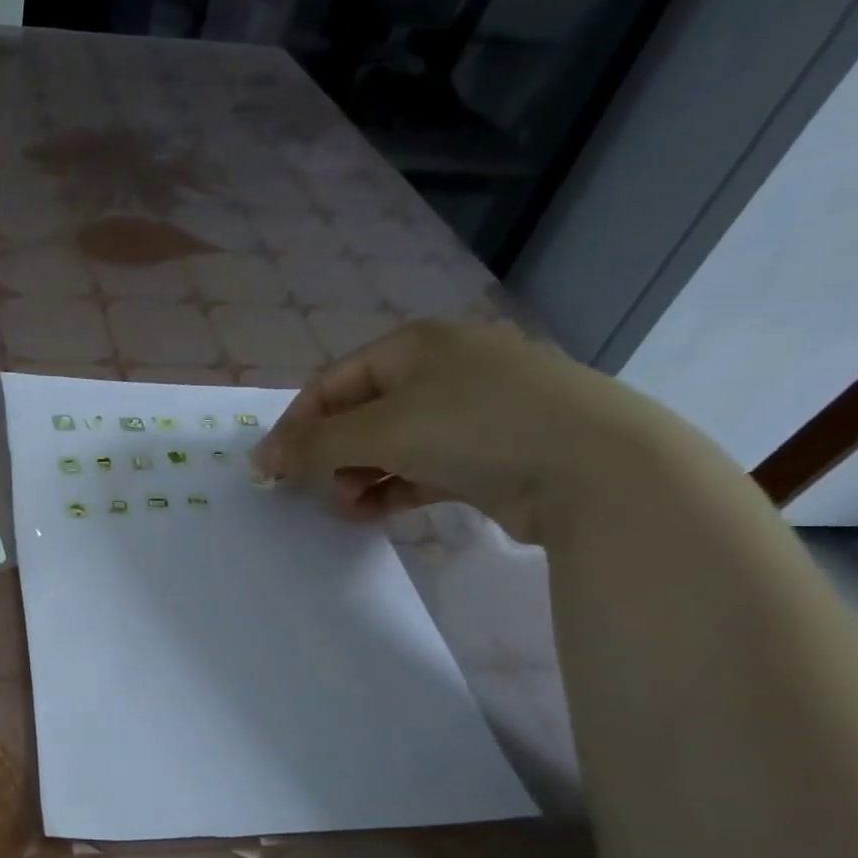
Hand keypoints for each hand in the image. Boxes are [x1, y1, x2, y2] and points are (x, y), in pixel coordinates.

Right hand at [251, 321, 678, 544]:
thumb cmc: (475, 427)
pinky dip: (395, 488)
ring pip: (392, 444)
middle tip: (317, 490)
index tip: (270, 469)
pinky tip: (376, 512)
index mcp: (415, 345)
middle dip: (332, 455)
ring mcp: (473, 411)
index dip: (296, 426)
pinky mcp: (492, 452)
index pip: (333, 383)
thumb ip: (315, 445)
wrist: (596, 468)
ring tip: (349, 507)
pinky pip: (424, 468)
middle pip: (361, 414)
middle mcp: (443, 369)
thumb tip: (262, 459)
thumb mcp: (381, 430)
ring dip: (360, 476)